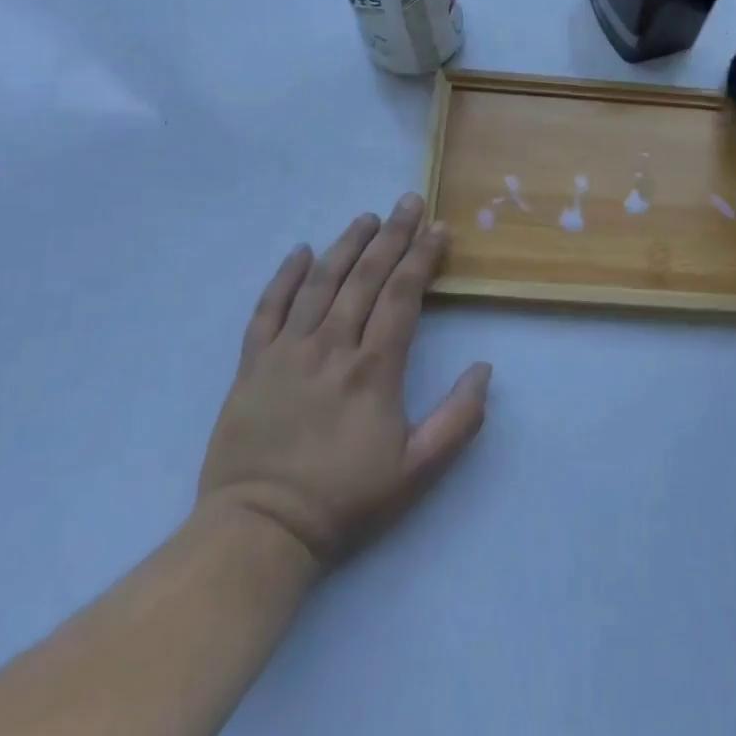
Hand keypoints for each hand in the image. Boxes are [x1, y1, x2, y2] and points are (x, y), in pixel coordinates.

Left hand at [196, 195, 491, 566]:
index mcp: (373, 369)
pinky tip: (301, 252)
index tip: (438, 228)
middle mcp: (331, 347)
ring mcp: (286, 352)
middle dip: (392, 236)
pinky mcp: (252, 365)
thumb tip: (484, 368)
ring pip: (320, 283)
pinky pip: (267, 309)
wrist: (259, 533)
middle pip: (364, 277)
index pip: (402, 296)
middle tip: (408, 202)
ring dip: (346, 245)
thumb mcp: (416, 471)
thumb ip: (458, 419)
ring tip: (367, 217)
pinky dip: (284, 277)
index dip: (422, 258)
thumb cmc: (344, 500)